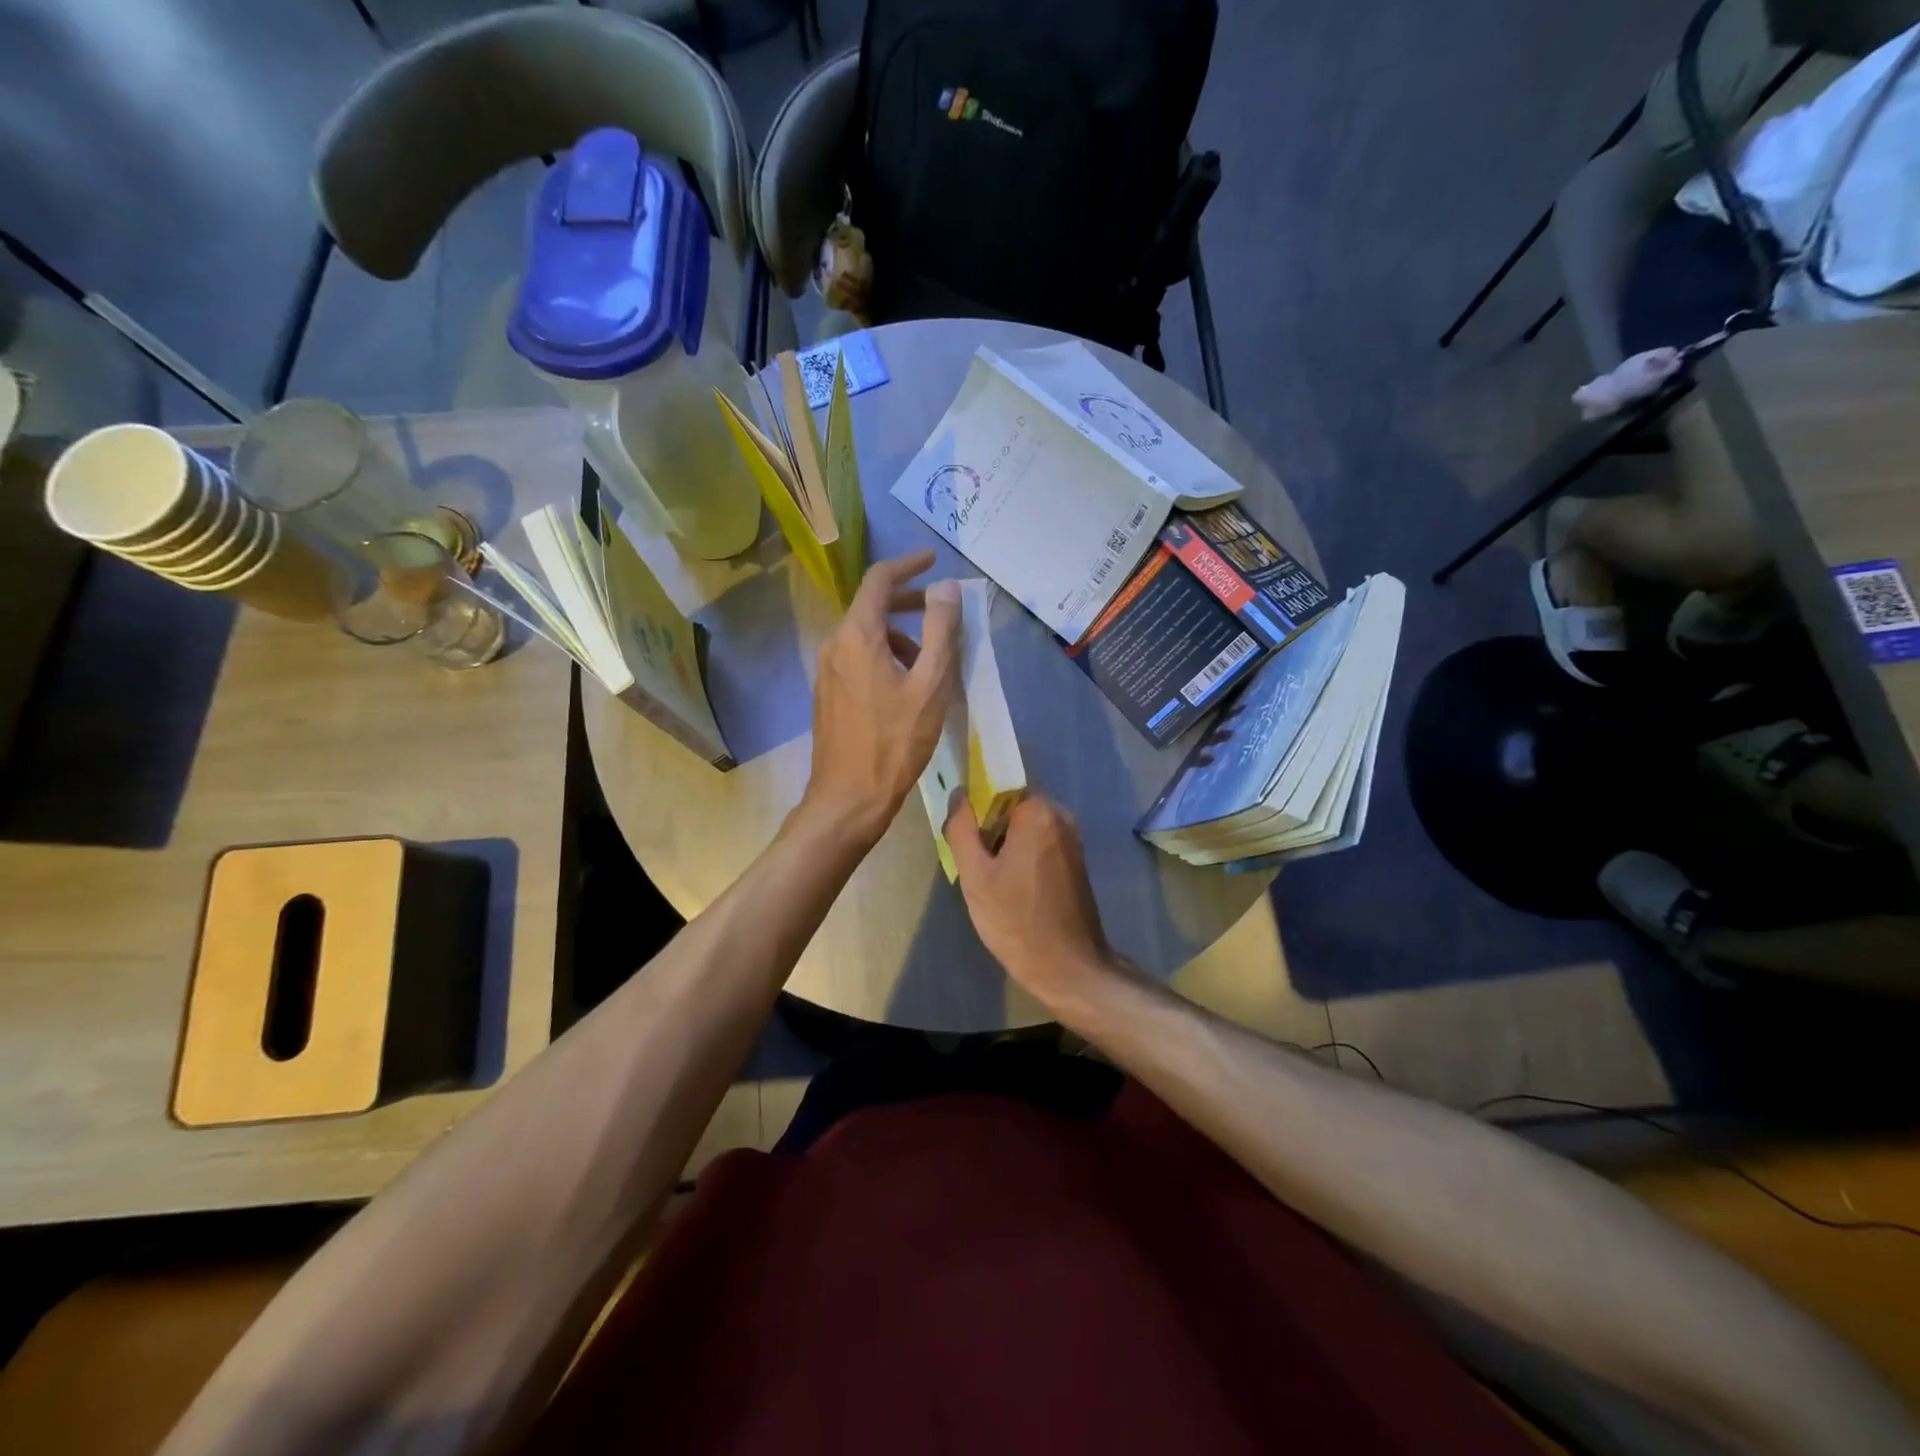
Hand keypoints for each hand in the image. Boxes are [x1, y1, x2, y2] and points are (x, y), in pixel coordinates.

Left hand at [802, 550, 959, 847]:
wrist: (849, 797)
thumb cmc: (896, 741)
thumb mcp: (930, 684)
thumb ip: (940, 630)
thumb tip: (945, 587)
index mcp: (857, 635)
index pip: (879, 580)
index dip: (908, 564)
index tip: (933, 559)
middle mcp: (834, 644)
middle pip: (871, 607)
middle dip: (908, 602)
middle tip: (941, 611)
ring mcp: (826, 670)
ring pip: (865, 636)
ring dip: (899, 636)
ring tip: (931, 662)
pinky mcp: (828, 694)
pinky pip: (857, 659)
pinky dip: (884, 657)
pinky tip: (906, 686)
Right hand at [944, 793, 1116, 1007]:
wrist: (1068, 967)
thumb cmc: (1016, 919)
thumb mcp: (975, 875)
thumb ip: (961, 828)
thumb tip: (959, 795)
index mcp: (1038, 812)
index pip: (997, 789)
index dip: (976, 812)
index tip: (967, 843)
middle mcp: (1061, 816)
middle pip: (1012, 808)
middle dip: (991, 831)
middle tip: (977, 867)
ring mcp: (1073, 839)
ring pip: (1025, 828)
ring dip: (1005, 847)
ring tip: (993, 882)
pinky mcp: (1076, 861)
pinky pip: (1040, 845)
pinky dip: (1023, 858)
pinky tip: (1013, 890)